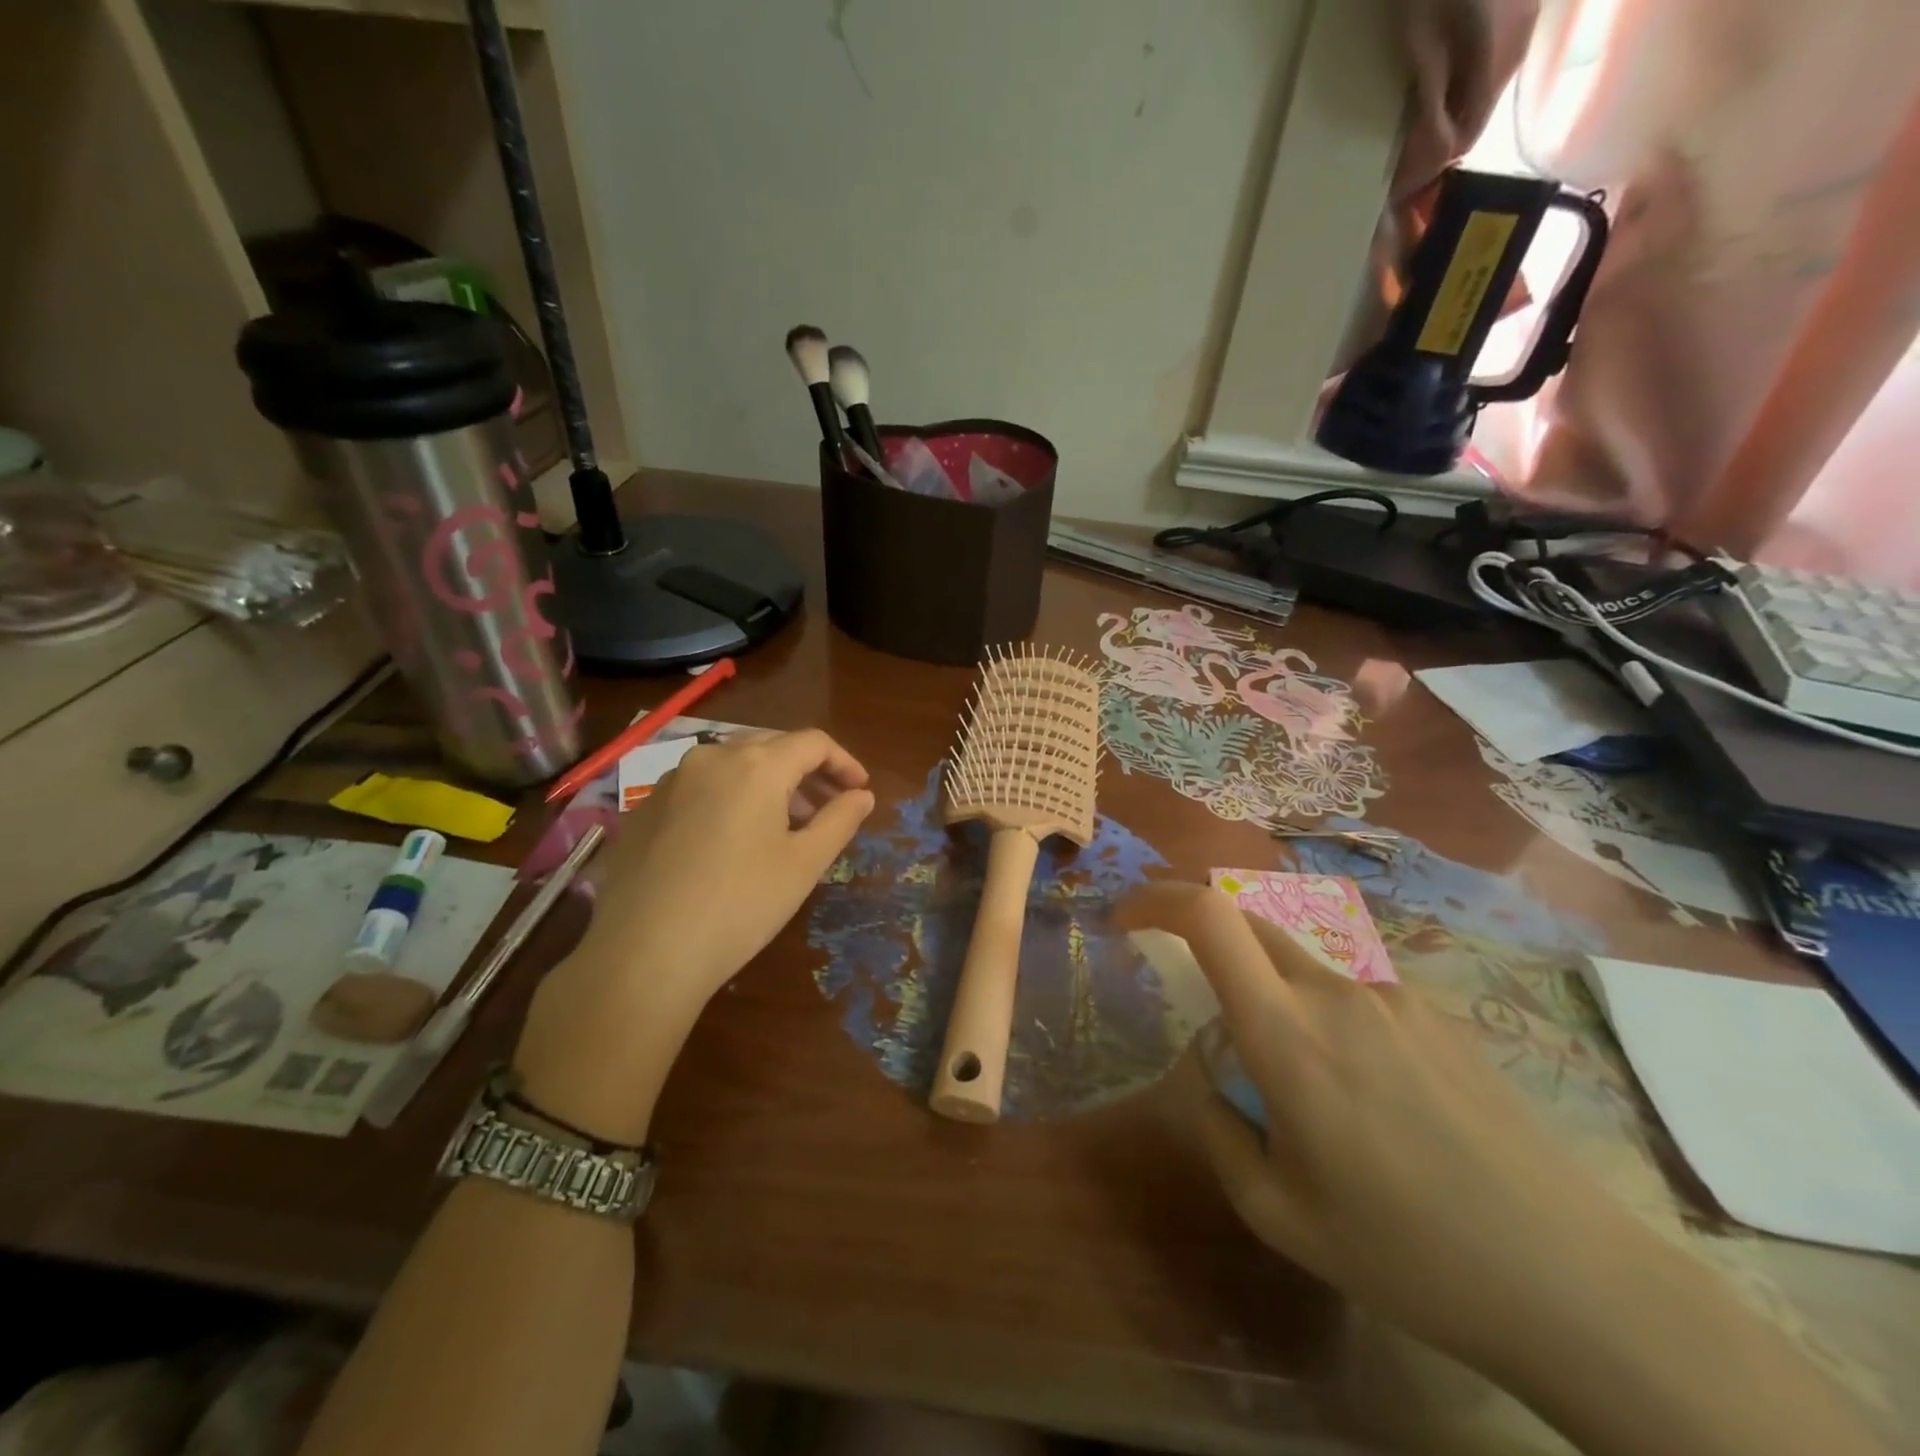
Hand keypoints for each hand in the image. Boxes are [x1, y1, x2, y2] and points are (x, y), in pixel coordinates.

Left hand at [582, 727, 873, 998]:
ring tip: (784, 825)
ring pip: (733, 763)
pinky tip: (732, 839)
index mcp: (756, 764)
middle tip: (827, 807)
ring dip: (768, 783)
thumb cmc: (740, 904)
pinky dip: (730, 797)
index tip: (860, 791)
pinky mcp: (644, 807)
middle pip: (772, 745)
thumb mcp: (804, 864)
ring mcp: (671, 780)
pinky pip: (701, 786)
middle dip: (807, 771)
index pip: (813, 743)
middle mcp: (711, 757)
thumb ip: (839, 820)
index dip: (844, 762)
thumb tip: (862, 795)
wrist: (643, 952)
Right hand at [1122, 883, 1672, 1376]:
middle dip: (1204, 938)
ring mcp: (1392, 996)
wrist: (1574, 1282)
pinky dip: (1324, 1016)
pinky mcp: (1435, 1013)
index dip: (1158, 900)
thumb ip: (1219, 1130)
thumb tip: (1213, 1080)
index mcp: (1287, 1034)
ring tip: (1302, 1086)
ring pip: (1299, 963)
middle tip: (1196, 997)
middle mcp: (1335, 992)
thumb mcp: (1278, 1214)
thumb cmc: (1406, 1254)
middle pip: (1248, 923)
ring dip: (1269, 992)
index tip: (1128, 916)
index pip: (1209, 919)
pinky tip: (1368, 1097)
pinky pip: (1351, 993)